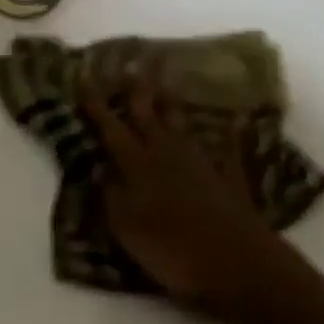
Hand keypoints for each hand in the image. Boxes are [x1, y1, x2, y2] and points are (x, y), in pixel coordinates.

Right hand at [83, 81, 303, 323]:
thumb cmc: (176, 252)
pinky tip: (236, 118)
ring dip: (172, 98)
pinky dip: (231, 132)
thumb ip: (111, 197)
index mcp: (138, 164)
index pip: (110, 127)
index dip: (95, 103)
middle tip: (129, 60)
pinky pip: (228, 147)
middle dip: (135, 86)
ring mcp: (199, 160)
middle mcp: (165, 151)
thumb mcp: (129, 232)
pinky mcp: (228, 175)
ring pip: (180, 120)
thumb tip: (98, 169)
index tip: (83, 75)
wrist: (239, 264)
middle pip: (147, 111)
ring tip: (168, 76)